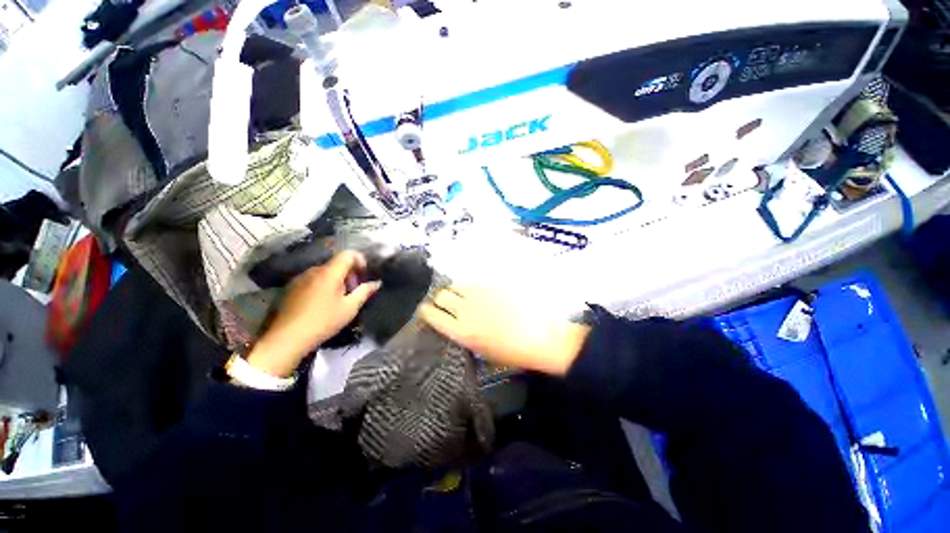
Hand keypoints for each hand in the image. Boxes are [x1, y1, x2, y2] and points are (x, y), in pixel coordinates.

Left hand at [246, 251, 380, 376]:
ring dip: (336, 280)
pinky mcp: (292, 288)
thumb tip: (377, 283)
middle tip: (354, 291)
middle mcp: (314, 270)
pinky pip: (313, 279)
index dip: (360, 260)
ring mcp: (300, 278)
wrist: (288, 337)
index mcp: (329, 273)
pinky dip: (323, 285)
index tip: (364, 274)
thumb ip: (364, 292)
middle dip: (349, 274)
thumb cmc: (324, 321)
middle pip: (337, 264)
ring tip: (339, 299)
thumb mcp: (350, 307)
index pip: (348, 254)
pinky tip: (323, 303)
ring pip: (325, 272)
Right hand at [420, 286, 589, 375]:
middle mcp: (467, 310)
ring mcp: (481, 295)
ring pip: (458, 285)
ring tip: (465, 295)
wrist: (542, 337)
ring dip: (457, 290)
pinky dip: (474, 284)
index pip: (432, 315)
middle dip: (441, 298)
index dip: (427, 311)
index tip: (427, 309)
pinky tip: (481, 289)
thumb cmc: (513, 352)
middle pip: (442, 295)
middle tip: (448, 301)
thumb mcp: (483, 351)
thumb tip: (455, 323)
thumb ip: (465, 335)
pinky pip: (477, 279)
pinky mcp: (495, 285)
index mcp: (462, 332)